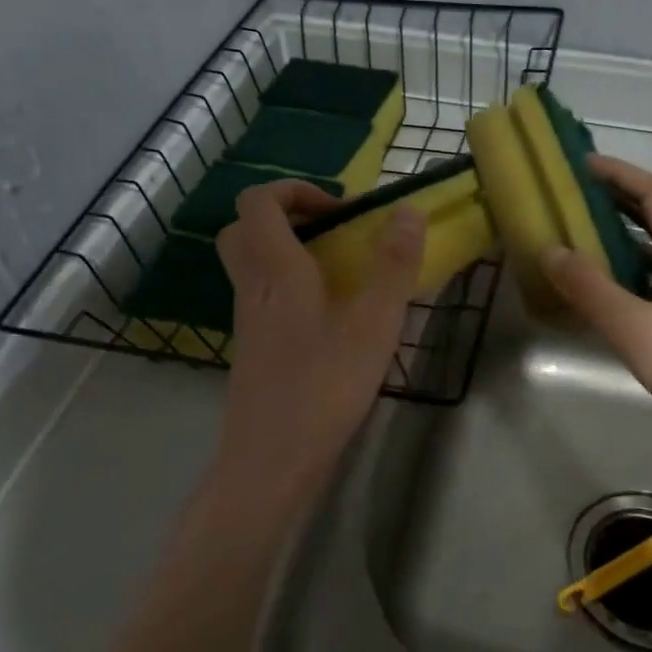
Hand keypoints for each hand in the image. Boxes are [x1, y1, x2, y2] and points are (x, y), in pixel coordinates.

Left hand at [213, 181, 425, 504]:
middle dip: (285, 216)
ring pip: (251, 264)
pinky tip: (329, 316)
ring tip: (339, 270)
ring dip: (287, 251)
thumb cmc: (324, 387)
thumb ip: (393, 266)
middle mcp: (253, 287)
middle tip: (331, 232)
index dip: (294, 190)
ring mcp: (248, 320)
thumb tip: (407, 211)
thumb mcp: (374, 324)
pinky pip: (262, 296)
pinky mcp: (253, 348)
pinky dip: (288, 286)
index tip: (339, 211)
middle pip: (244, 229)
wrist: (271, 460)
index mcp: (276, 270)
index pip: (258, 202)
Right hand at [542, 155, 651, 463]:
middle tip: (575, 198)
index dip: (619, 173)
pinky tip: (608, 292)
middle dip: (618, 201)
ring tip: (582, 238)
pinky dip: (631, 273)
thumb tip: (551, 248)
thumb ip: (590, 288)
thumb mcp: (634, 327)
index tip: (582, 164)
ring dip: (624, 237)